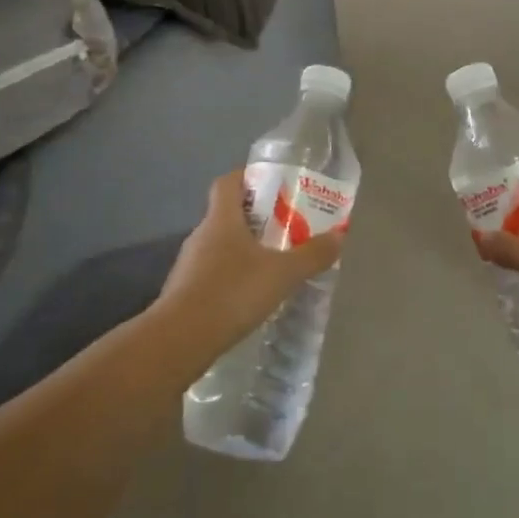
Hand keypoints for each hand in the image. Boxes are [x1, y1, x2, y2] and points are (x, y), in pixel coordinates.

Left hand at [157, 171, 345, 353]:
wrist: (180, 340)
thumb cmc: (232, 293)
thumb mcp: (282, 274)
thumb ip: (311, 255)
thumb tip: (338, 237)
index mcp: (221, 219)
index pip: (228, 182)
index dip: (248, 177)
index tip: (273, 184)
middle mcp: (201, 235)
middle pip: (227, 214)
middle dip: (256, 218)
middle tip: (286, 228)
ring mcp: (189, 265)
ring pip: (220, 246)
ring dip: (244, 251)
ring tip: (273, 265)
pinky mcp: (185, 293)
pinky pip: (213, 274)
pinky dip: (232, 278)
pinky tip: (251, 297)